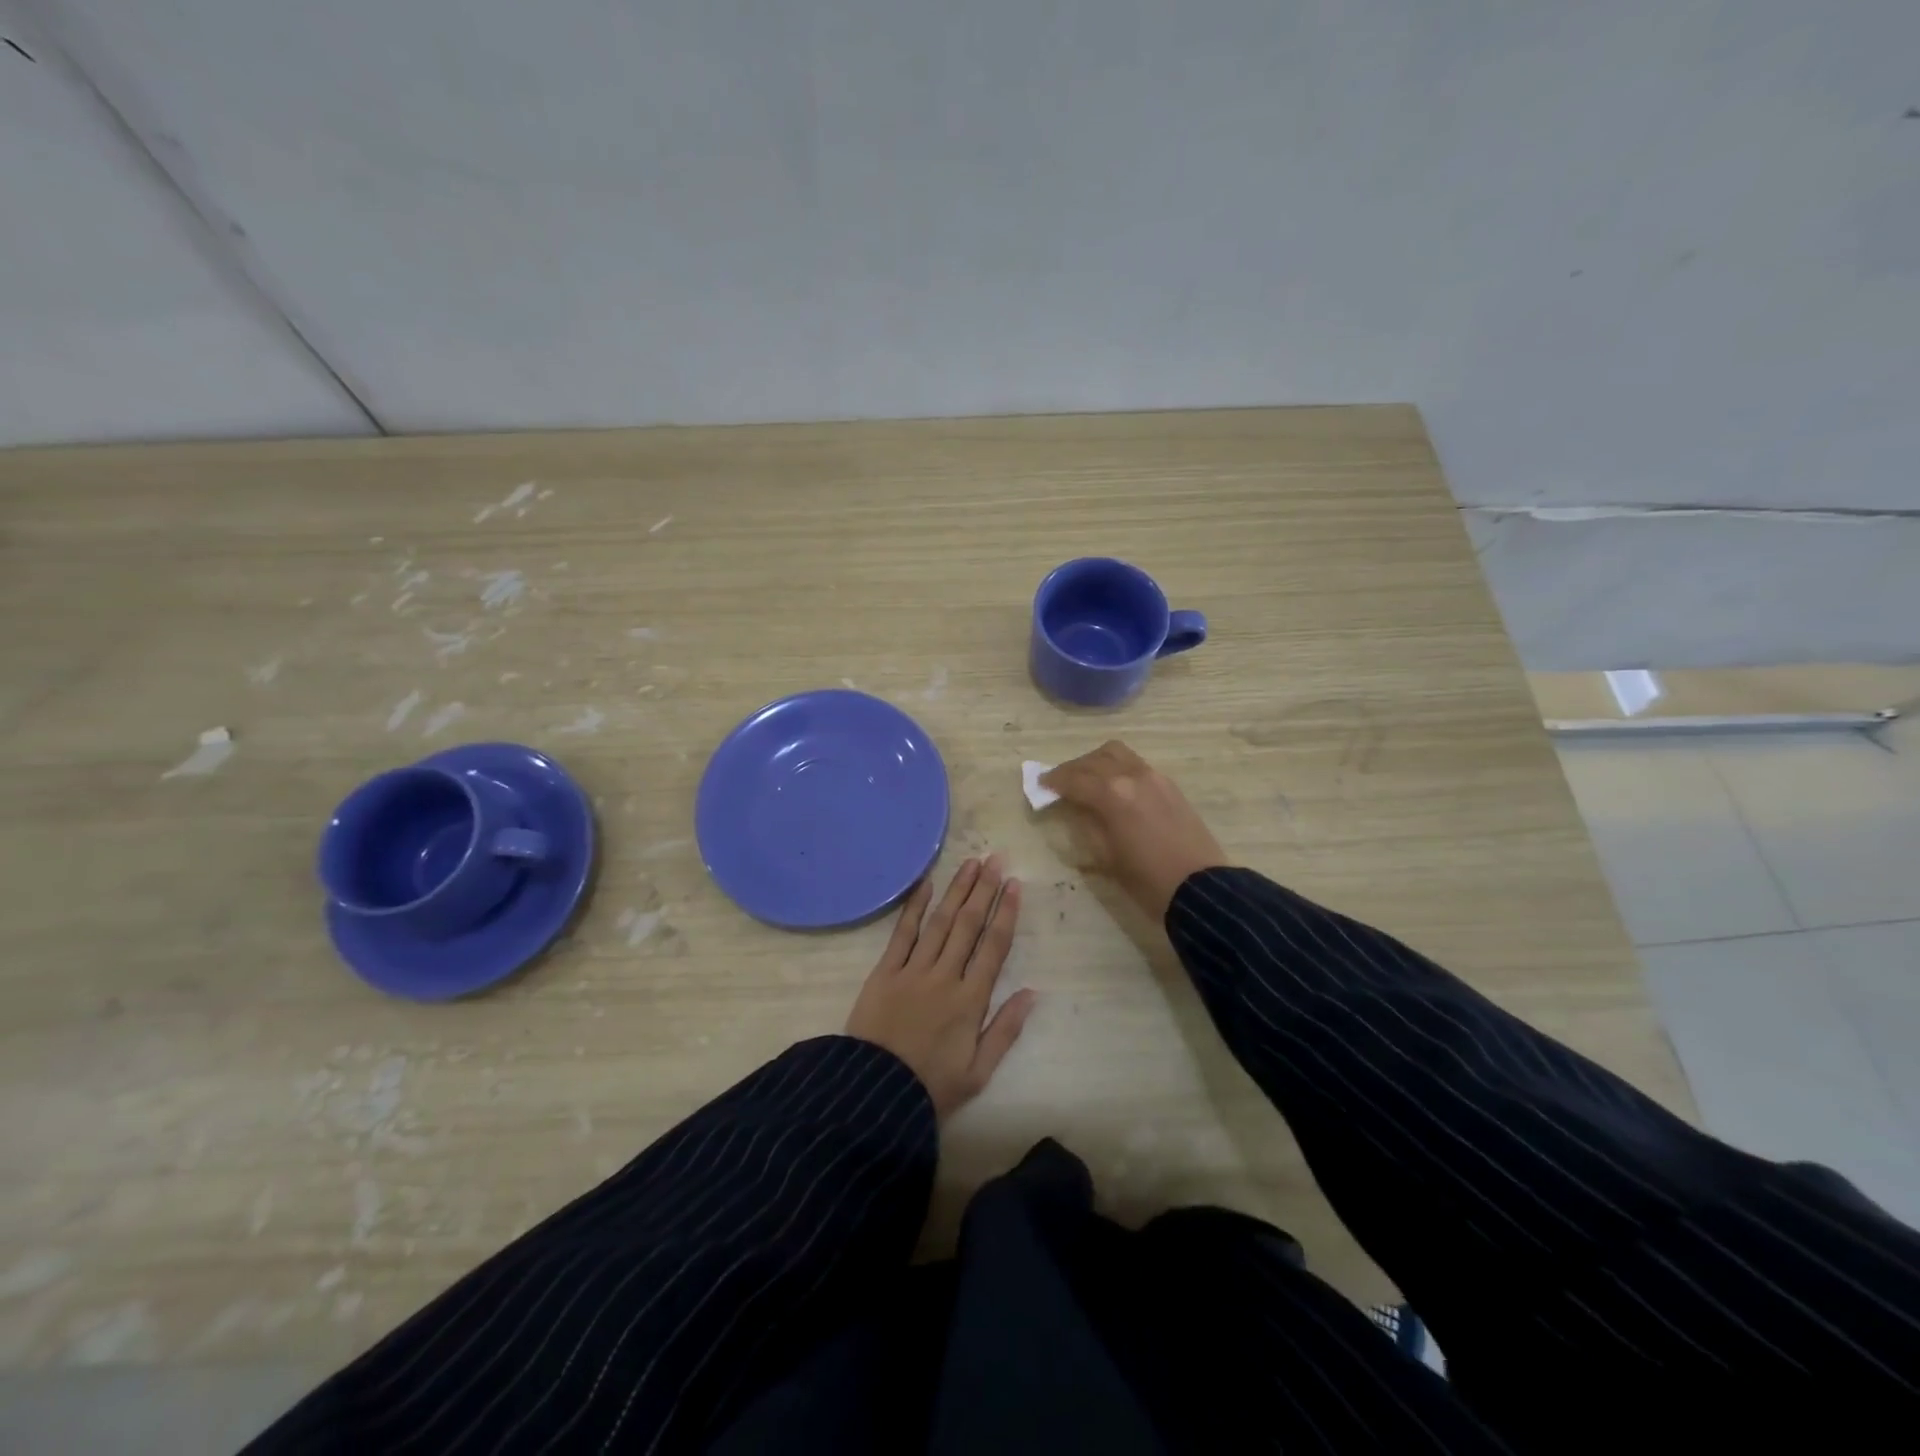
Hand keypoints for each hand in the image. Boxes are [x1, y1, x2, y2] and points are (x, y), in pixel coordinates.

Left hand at [844, 856, 1036, 1120]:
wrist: (874, 1093)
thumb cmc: (931, 1086)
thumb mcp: (978, 1071)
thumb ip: (1006, 1030)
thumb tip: (1032, 993)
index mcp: (970, 1000)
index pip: (994, 946)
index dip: (1006, 913)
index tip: (1015, 885)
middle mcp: (945, 976)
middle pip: (968, 925)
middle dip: (984, 890)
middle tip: (995, 860)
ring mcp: (913, 970)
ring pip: (940, 921)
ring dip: (957, 890)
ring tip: (971, 864)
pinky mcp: (885, 971)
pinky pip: (903, 933)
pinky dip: (914, 907)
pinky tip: (926, 884)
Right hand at [1041, 741, 1228, 920]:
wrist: (1199, 888)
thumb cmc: (1146, 880)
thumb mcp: (1105, 856)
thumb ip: (1085, 824)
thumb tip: (1074, 807)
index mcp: (1112, 794)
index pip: (1074, 779)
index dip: (1053, 781)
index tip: (1041, 786)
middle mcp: (1131, 776)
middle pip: (1094, 759)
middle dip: (1072, 768)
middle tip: (1059, 783)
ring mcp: (1154, 776)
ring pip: (1117, 753)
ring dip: (1096, 761)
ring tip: (1086, 779)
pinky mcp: (1169, 784)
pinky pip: (1135, 763)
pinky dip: (1117, 767)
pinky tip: (1113, 786)